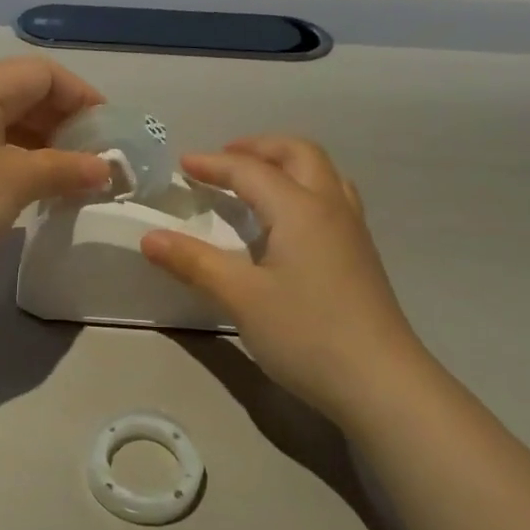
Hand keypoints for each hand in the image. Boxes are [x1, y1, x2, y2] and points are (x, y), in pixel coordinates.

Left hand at [0, 58, 111, 278]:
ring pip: (8, 121)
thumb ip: (67, 168)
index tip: (109, 133)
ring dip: (43, 144)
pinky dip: (18, 159)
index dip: (83, 97)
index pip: (45, 73)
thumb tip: (105, 170)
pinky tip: (34, 188)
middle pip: (26, 93)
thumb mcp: (18, 181)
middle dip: (66, 123)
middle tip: (94, 159)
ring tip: (70, 178)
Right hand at [141, 137, 423, 420]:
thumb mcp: (241, 298)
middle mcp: (330, 207)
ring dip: (287, 164)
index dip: (214, 164)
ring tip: (257, 181)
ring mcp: (352, 231)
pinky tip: (289, 221)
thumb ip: (194, 263)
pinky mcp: (360, 255)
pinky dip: (304, 188)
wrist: (380, 382)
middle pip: (299, 154)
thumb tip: (148, 237)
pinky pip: (332, 198)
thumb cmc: (306, 334)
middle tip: (225, 159)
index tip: (181, 164)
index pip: (251, 171)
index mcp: (300, 209)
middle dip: (259, 147)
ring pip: (323, 173)